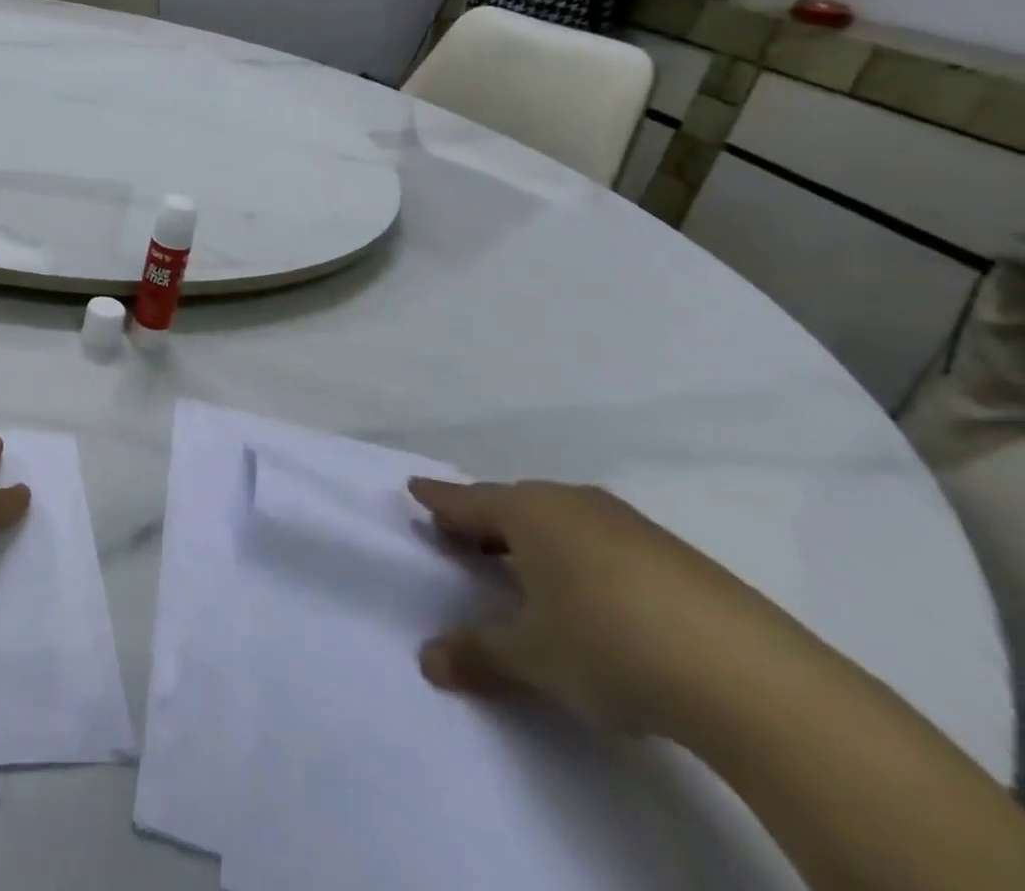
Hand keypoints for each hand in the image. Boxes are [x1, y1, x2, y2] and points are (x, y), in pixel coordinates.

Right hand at [408, 479, 817, 735]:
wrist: (749, 676)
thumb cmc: (608, 646)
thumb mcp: (533, 658)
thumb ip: (478, 654)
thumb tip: (428, 661)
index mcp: (528, 512)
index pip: (467, 500)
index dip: (438, 499)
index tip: (414, 488)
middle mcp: (572, 503)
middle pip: (513, 504)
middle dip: (484, 521)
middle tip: (460, 538)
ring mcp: (628, 525)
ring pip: (561, 520)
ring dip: (534, 539)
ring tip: (522, 567)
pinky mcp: (674, 554)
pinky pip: (603, 541)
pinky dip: (580, 557)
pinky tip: (592, 594)